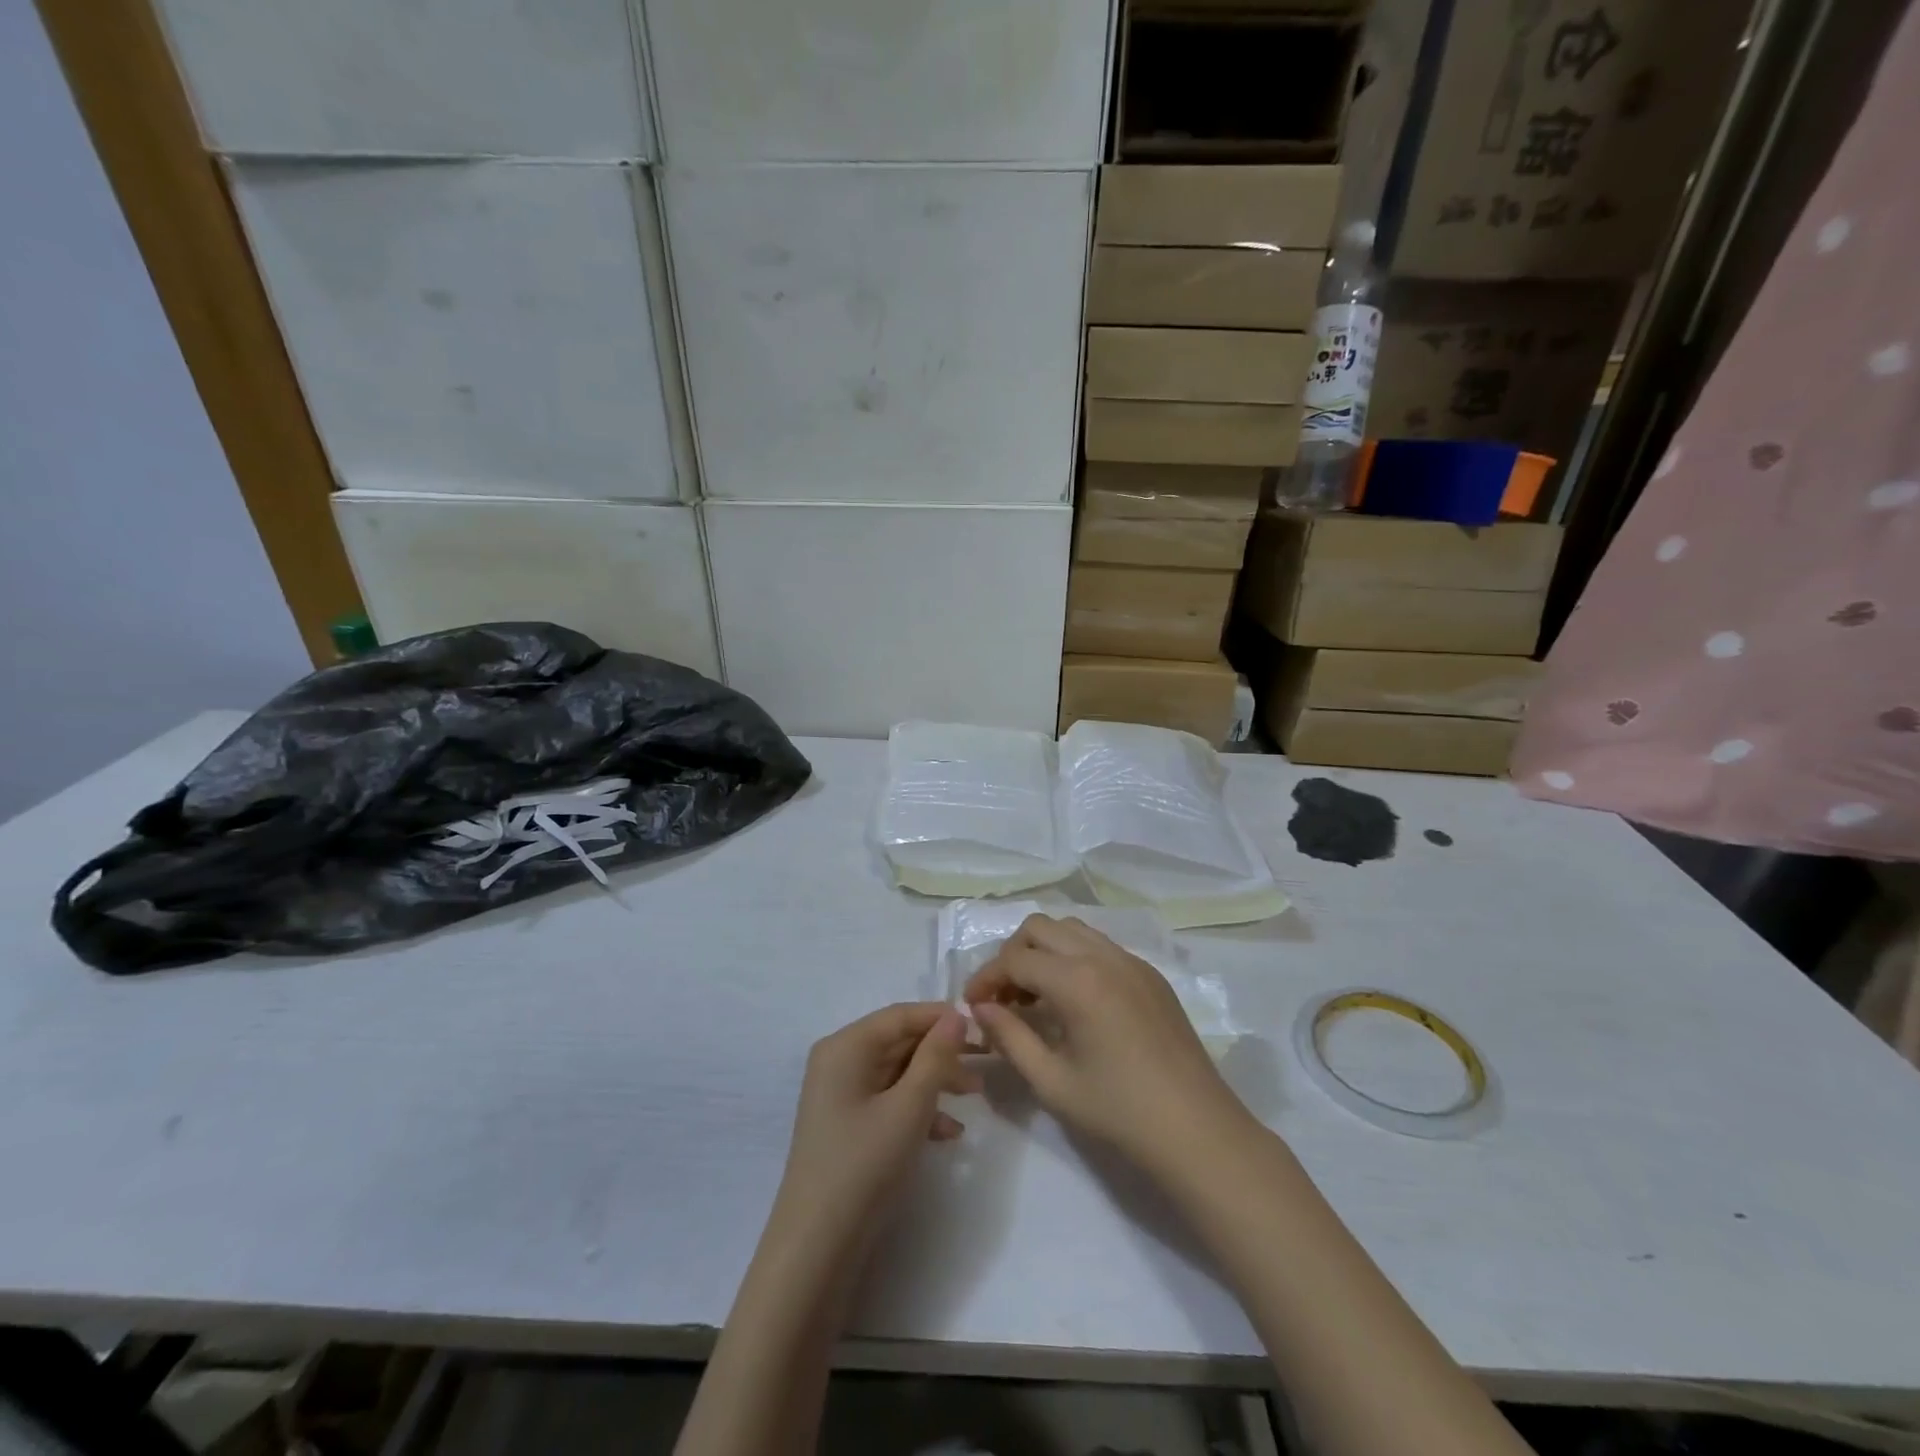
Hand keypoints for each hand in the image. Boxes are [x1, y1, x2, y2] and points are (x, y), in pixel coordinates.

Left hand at [770, 1003, 979, 1251]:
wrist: (817, 1248)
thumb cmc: (864, 1165)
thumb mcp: (909, 1107)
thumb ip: (936, 1057)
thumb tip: (956, 1015)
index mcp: (846, 1046)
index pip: (901, 1015)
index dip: (942, 1018)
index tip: (984, 1027)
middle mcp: (839, 1061)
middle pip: (899, 1042)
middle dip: (942, 1053)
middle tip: (986, 1064)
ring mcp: (841, 1094)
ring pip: (898, 1072)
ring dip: (936, 1082)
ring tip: (975, 1098)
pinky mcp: (847, 1124)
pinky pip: (889, 1100)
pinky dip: (918, 1110)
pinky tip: (949, 1134)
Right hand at [964, 914, 1256, 1183]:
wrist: (1197, 1130)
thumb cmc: (1119, 1111)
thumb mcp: (1052, 1081)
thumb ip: (1010, 1037)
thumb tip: (981, 1009)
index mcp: (1077, 980)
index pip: (1015, 958)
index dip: (986, 978)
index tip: (973, 1006)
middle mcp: (1103, 956)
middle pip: (1040, 927)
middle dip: (1012, 955)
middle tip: (1004, 998)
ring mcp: (1131, 961)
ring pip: (1072, 929)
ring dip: (1044, 951)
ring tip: (1036, 997)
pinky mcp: (1150, 975)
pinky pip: (1100, 946)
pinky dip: (1074, 958)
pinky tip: (1075, 1001)